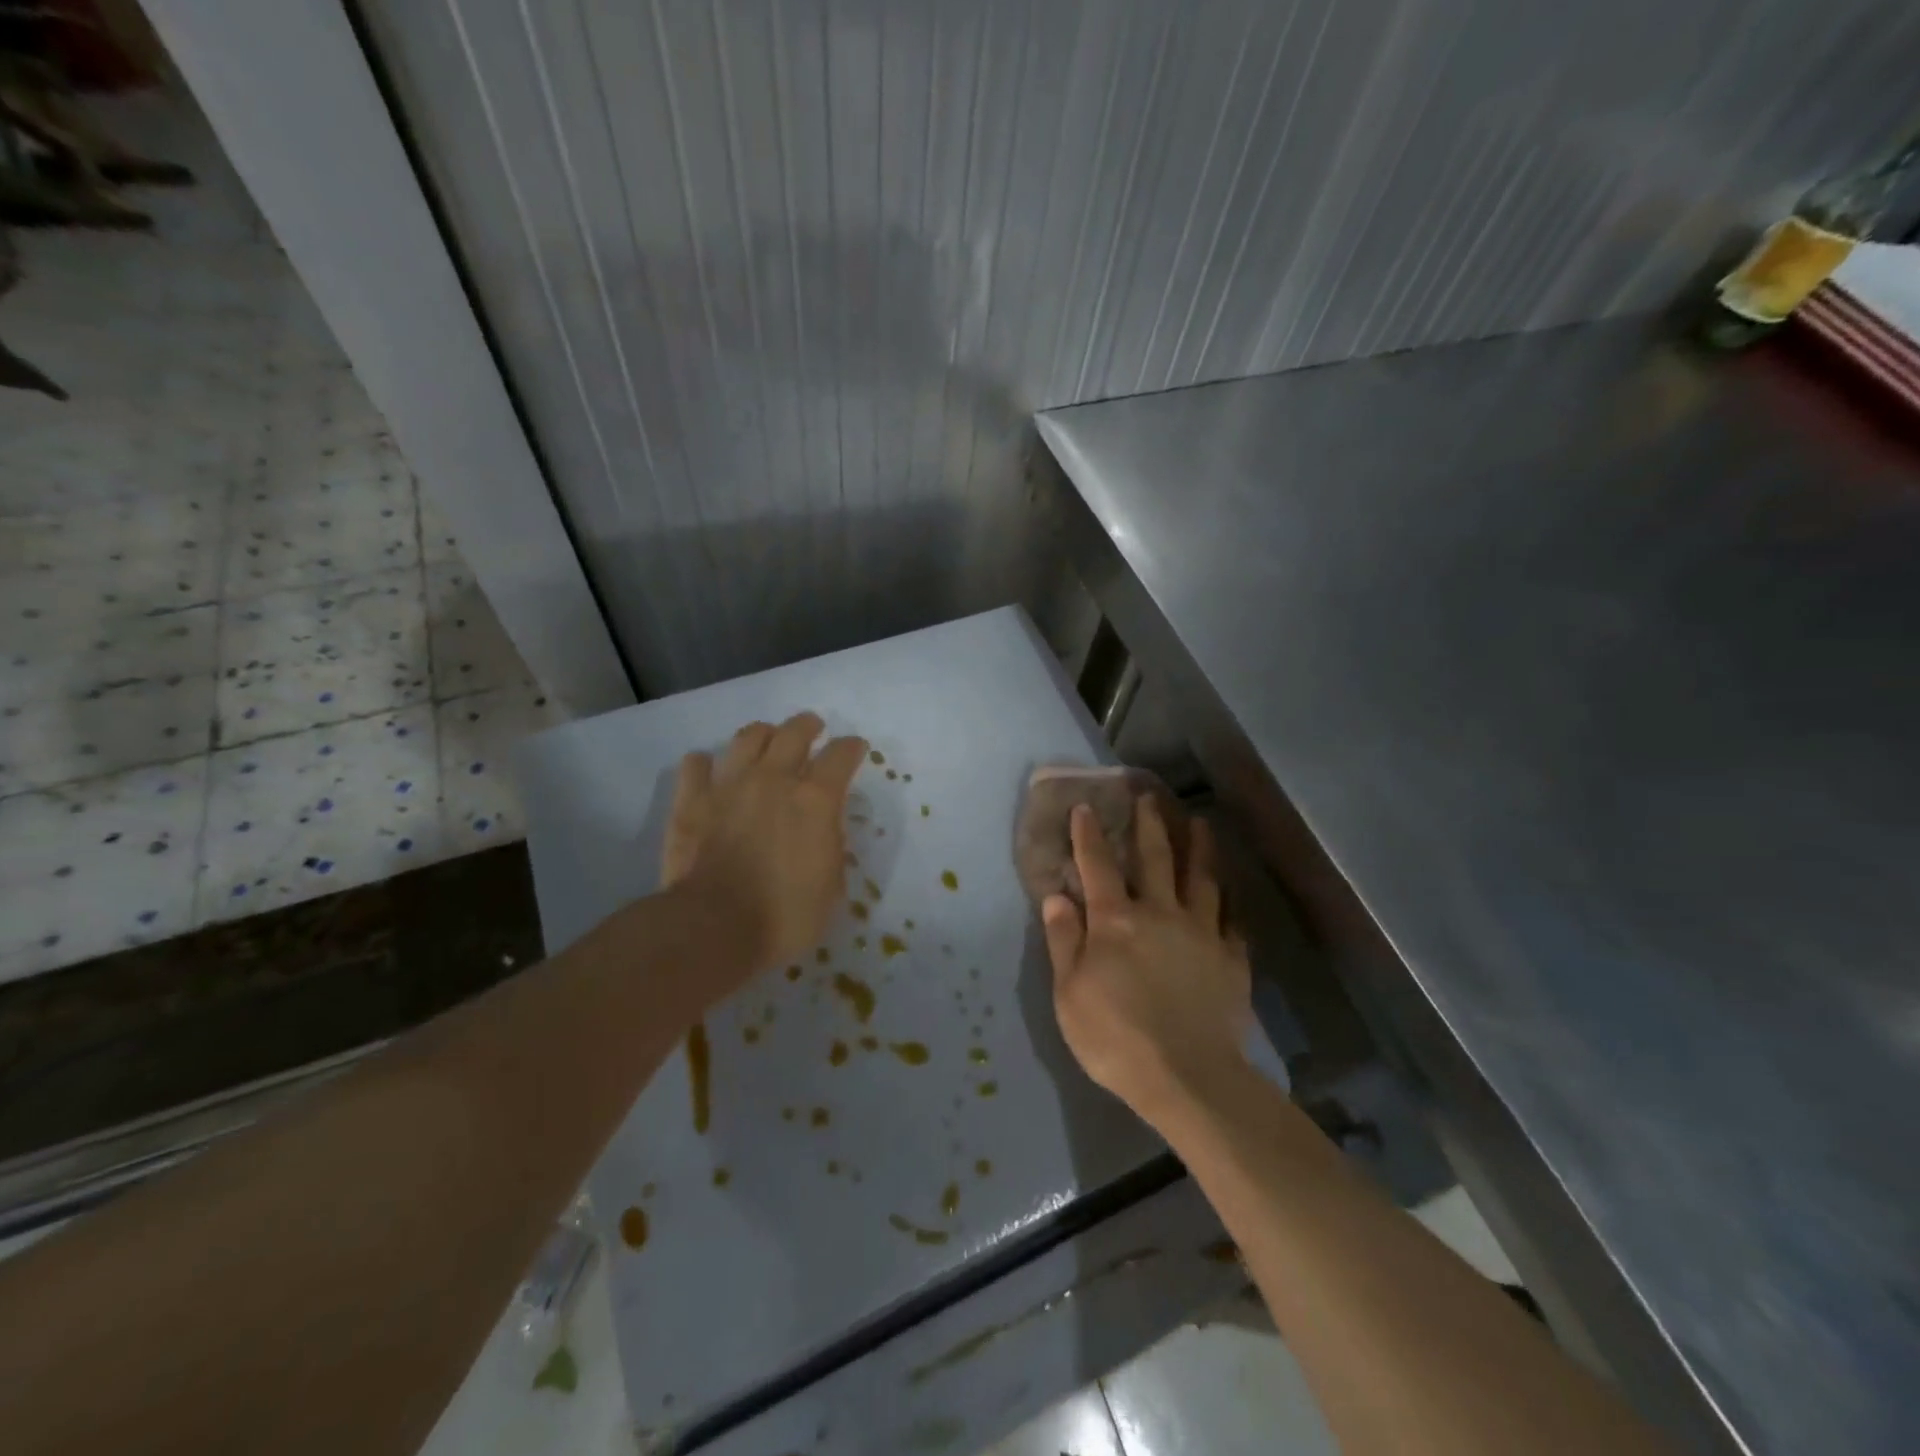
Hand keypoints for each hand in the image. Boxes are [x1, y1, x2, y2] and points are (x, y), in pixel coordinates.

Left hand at [661, 713, 866, 971]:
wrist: (714, 928)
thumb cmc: (784, 916)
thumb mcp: (831, 887)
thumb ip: (831, 846)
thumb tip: (825, 827)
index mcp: (815, 800)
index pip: (841, 755)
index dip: (852, 748)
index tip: (855, 749)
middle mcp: (774, 779)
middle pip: (794, 732)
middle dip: (808, 726)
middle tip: (813, 728)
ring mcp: (729, 786)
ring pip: (747, 737)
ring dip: (763, 734)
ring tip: (768, 740)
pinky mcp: (691, 801)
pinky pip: (695, 764)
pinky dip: (705, 763)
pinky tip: (710, 770)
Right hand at [1042, 797, 1251, 1127]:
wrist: (1188, 1077)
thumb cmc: (1115, 1037)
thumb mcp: (1069, 993)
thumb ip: (1064, 940)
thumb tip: (1057, 895)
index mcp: (1116, 921)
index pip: (1098, 866)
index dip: (1089, 835)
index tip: (1086, 808)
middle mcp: (1160, 914)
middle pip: (1156, 859)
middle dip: (1150, 825)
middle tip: (1151, 796)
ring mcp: (1202, 933)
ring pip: (1202, 879)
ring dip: (1200, 848)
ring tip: (1201, 824)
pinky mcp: (1231, 959)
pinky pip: (1232, 920)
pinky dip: (1230, 901)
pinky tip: (1231, 892)